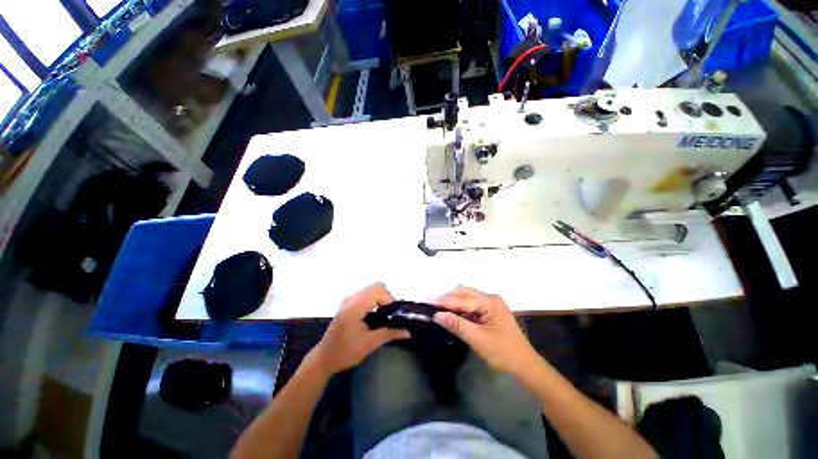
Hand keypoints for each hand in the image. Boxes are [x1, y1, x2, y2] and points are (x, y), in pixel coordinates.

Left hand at [311, 283, 409, 374]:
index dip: (389, 299)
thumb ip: (390, 334)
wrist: (324, 359)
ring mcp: (349, 300)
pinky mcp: (348, 304)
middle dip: (386, 298)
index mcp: (355, 306)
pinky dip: (374, 300)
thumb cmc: (345, 352)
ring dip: (381, 299)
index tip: (392, 315)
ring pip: (371, 289)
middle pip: (376, 287)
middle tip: (389, 315)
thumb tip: (408, 331)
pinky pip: (366, 294)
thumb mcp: (370, 344)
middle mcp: (352, 298)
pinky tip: (374, 315)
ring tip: (384, 316)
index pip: (378, 290)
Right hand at [434, 286, 539, 374]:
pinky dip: (461, 308)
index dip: (446, 302)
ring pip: (468, 298)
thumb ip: (457, 325)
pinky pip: (472, 305)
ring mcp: (492, 304)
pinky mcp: (491, 311)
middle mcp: (491, 298)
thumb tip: (437, 315)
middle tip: (434, 308)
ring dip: (454, 303)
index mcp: (490, 302)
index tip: (430, 305)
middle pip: (465, 293)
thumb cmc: (503, 352)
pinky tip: (454, 314)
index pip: (463, 299)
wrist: (525, 366)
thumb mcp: (478, 339)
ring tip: (441, 310)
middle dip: (449, 299)